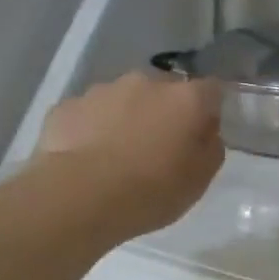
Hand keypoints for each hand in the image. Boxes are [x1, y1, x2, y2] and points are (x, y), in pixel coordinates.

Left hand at [37, 73, 224, 237]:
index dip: (208, 110)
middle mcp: (146, 83)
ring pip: (124, 100)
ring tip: (117, 157)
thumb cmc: (152, 191)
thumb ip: (210, 148)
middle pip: (163, 91)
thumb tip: (206, 132)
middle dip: (164, 112)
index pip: (211, 90)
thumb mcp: (200, 180)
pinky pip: (89, 114)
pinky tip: (88, 159)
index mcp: (185, 99)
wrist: (81, 196)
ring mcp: (102, 90)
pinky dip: (92, 130)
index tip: (202, 134)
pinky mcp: (67, 106)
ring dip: (127, 119)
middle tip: (158, 149)